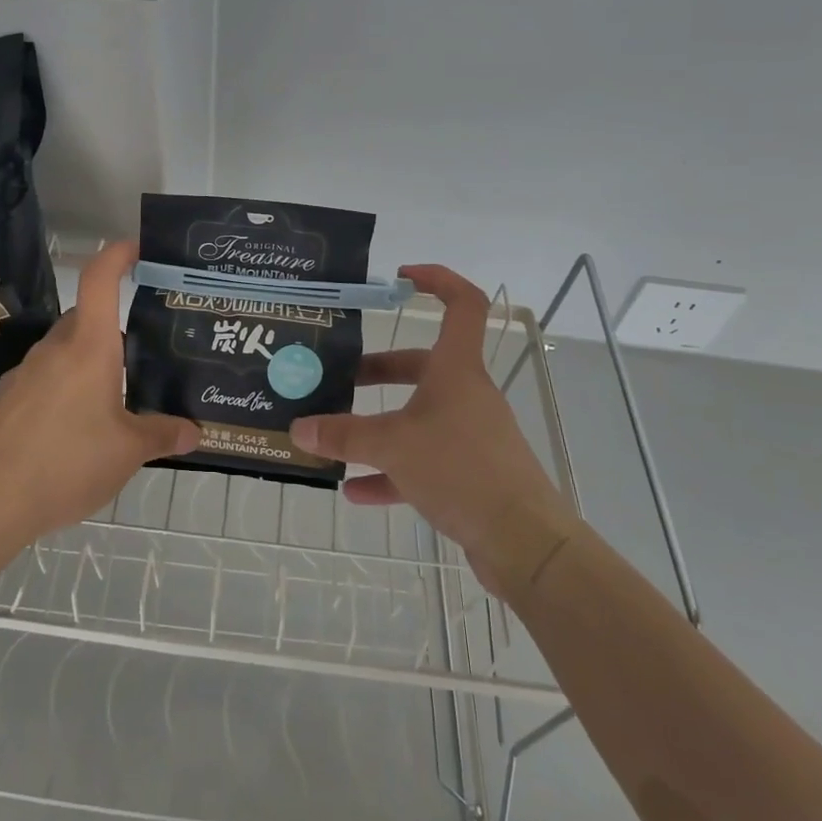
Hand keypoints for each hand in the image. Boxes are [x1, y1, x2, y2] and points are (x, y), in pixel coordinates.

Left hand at [0, 241, 198, 547]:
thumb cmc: (67, 463)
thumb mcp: (128, 452)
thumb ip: (162, 435)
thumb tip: (194, 432)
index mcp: (89, 347)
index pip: (100, 280)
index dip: (117, 255)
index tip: (136, 248)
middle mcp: (55, 348)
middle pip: (85, 318)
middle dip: (112, 327)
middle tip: (140, 350)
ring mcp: (24, 372)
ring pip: (63, 350)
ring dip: (87, 362)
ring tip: (112, 398)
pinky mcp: (4, 400)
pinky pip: (42, 380)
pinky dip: (62, 389)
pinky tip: (71, 429)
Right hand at [287, 264, 572, 575]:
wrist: (524, 542)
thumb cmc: (461, 469)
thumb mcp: (393, 446)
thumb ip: (343, 435)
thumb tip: (297, 429)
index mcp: (456, 369)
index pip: (462, 304)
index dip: (437, 280)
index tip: (401, 278)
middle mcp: (465, 394)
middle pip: (421, 365)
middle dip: (378, 370)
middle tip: (339, 376)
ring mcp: (468, 435)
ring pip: (417, 416)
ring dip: (378, 424)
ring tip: (335, 433)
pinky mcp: (468, 474)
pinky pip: (421, 463)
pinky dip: (389, 471)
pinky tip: (355, 491)